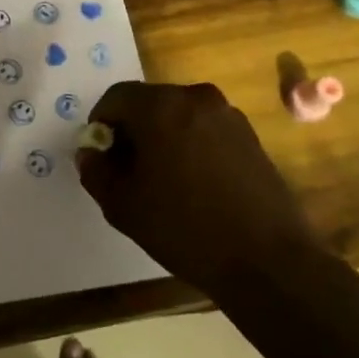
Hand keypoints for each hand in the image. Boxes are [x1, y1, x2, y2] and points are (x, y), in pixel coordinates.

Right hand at [76, 81, 324, 296]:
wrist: (266, 260)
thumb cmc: (184, 227)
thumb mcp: (122, 205)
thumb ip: (96, 171)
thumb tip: (91, 153)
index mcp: (161, 106)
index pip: (115, 97)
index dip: (101, 124)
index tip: (101, 156)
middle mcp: (196, 98)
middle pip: (149, 102)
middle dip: (132, 129)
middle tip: (127, 169)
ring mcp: (228, 115)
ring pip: (179, 116)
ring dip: (162, 137)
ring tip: (162, 180)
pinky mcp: (250, 136)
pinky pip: (205, 130)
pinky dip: (190, 145)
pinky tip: (193, 184)